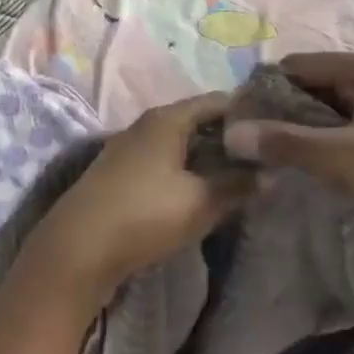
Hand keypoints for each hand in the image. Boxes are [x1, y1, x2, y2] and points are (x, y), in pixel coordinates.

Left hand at [23, 93, 251, 303]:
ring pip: (179, 146)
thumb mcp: (201, 201)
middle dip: (230, 138)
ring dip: (208, 159)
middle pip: (197, 122)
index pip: (218, 101)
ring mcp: (128, 152)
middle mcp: (145, 127)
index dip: (249, 111)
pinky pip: (164, 165)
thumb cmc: (144, 215)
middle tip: (264, 156)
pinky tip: (201, 193)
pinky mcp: (120, 178)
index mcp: (166, 119)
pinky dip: (187, 173)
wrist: (77, 252)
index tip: (277, 127)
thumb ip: (238, 185)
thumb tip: (272, 175)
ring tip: (240, 176)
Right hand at [223, 52, 353, 261]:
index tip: (238, 121)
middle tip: (250, 146)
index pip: (297, 66)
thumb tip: (231, 134)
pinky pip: (345, 135)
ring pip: (328, 115)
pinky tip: (306, 170)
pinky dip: (324, 148)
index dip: (265, 90)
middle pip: (312, 88)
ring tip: (270, 160)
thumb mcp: (344, 155)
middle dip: (281, 114)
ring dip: (302, 134)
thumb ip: (287, 143)